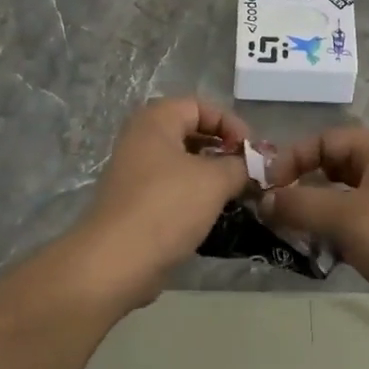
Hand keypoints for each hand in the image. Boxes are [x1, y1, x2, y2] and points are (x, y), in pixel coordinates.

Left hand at [77, 97, 253, 305]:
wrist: (116, 262)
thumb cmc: (167, 207)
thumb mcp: (214, 181)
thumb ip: (239, 166)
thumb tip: (251, 165)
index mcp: (155, 121)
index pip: (200, 106)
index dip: (230, 123)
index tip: (252, 151)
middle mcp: (140, 139)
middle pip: (190, 132)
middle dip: (223, 150)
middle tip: (248, 172)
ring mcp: (134, 173)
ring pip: (182, 163)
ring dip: (211, 175)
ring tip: (236, 194)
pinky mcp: (134, 203)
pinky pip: (171, 189)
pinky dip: (194, 196)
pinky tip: (213, 215)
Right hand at [261, 126, 368, 340]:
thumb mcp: (344, 218)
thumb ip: (298, 204)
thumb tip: (262, 200)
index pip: (323, 140)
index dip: (292, 159)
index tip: (267, 188)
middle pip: (331, 165)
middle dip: (301, 186)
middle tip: (274, 211)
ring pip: (342, 195)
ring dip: (315, 211)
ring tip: (292, 232)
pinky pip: (355, 219)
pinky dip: (334, 229)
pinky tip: (320, 250)